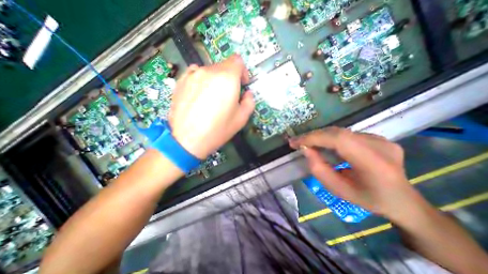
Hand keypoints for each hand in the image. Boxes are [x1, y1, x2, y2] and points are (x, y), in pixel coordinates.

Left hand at [169, 55, 255, 159]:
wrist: (187, 140)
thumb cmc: (217, 130)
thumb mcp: (241, 118)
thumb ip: (250, 101)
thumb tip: (247, 94)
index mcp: (226, 78)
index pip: (237, 61)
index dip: (243, 71)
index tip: (242, 83)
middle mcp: (209, 71)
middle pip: (224, 67)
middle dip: (230, 79)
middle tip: (228, 96)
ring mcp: (192, 75)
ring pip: (210, 71)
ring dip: (215, 80)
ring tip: (213, 98)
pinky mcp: (181, 81)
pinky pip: (196, 75)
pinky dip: (202, 82)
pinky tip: (200, 97)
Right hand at [289, 126, 422, 219]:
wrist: (403, 201)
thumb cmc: (368, 199)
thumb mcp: (338, 190)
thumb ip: (319, 169)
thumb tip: (306, 149)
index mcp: (374, 163)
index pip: (338, 139)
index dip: (313, 138)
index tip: (294, 142)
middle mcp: (379, 145)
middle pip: (337, 132)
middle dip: (313, 136)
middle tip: (297, 142)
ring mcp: (380, 139)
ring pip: (340, 131)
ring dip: (320, 136)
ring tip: (307, 143)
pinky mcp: (377, 137)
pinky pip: (346, 134)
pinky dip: (330, 137)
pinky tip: (323, 144)